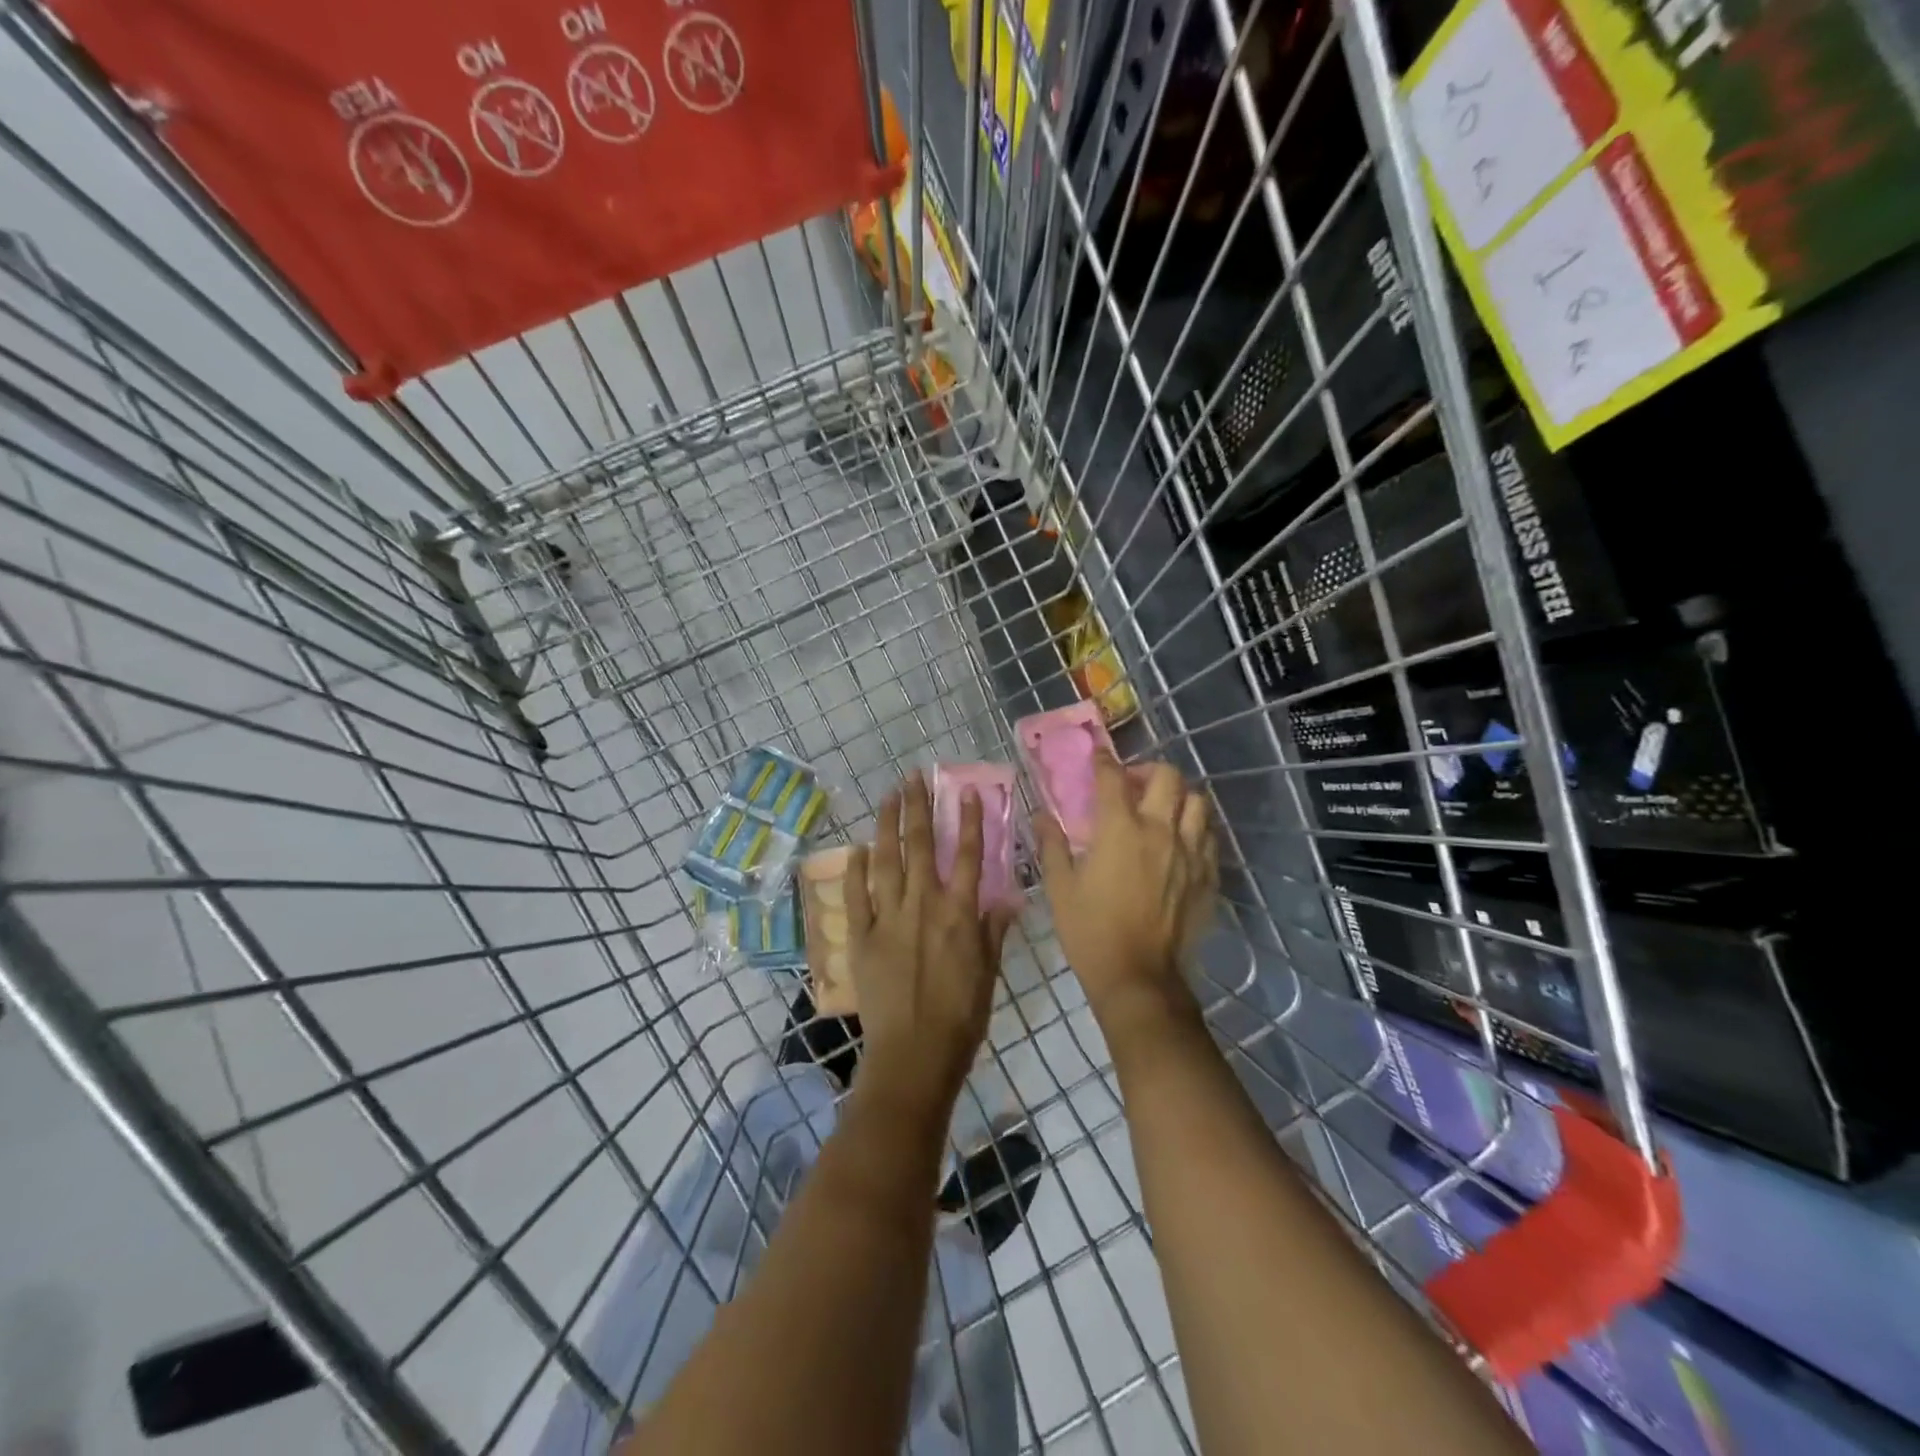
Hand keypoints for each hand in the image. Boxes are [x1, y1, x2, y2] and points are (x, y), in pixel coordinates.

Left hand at [845, 773, 1012, 1108]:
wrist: (914, 1054)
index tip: (966, 791)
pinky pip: (857, 896)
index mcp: (959, 913)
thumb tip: (1008, 898)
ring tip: (888, 795)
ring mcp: (888, 918)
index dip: (968, 821)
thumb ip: (994, 931)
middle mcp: (923, 905)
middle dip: (918, 808)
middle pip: (920, 846)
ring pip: (887, 861)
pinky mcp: (861, 936)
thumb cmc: (961, 1017)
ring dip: (887, 824)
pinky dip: (857, 869)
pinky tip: (858, 848)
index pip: (967, 855)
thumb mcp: (988, 973)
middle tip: (914, 777)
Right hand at [1035, 753, 1216, 1021]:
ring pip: (1197, 802)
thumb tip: (1041, 814)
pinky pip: (1209, 837)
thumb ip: (1052, 844)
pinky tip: (1179, 842)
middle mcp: (1160, 831)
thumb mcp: (1060, 886)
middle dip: (1149, 771)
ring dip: (1178, 797)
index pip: (1114, 777)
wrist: (1138, 976)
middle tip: (1133, 785)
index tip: (1097, 755)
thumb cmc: (1090, 930)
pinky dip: (1195, 829)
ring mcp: (1189, 853)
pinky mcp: (1207, 876)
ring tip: (1162, 809)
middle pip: (1168, 777)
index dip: (1104, 760)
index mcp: (1120, 829)